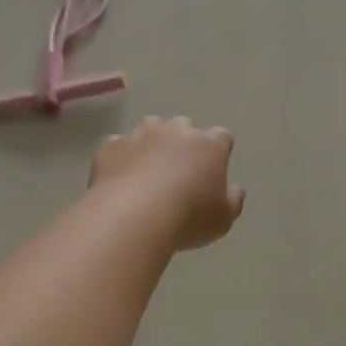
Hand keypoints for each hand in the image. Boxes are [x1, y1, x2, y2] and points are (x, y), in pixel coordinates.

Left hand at [91, 117, 245, 250]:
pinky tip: (120, 178)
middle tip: (178, 171)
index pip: (222, 137)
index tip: (213, 169)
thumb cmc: (188, 218)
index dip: (218, 151)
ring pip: (149, 129)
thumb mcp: (224, 218)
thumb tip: (234, 189)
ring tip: (147, 171)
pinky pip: (118, 146)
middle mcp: (176, 131)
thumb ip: (233, 199)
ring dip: (151, 144)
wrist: (133, 216)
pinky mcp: (111, 146)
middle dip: (182, 142)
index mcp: (209, 145)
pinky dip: (121, 157)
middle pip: (183, 126)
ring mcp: (141, 135)